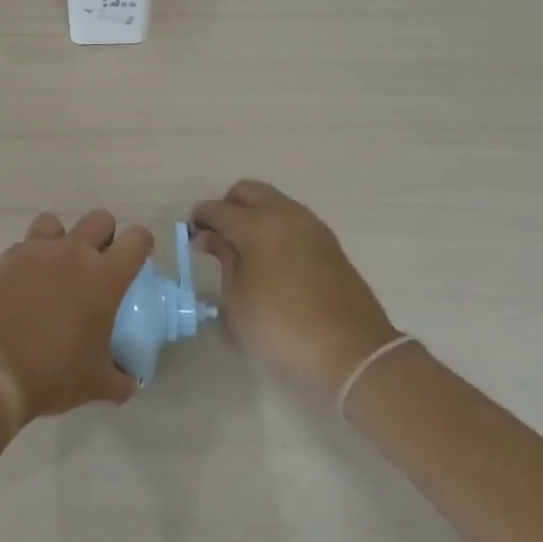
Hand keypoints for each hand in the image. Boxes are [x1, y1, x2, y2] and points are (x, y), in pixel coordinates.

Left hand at [0, 210, 149, 422]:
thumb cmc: (54, 374)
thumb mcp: (98, 383)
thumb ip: (120, 378)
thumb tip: (128, 381)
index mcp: (105, 276)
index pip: (137, 239)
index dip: (140, 246)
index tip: (134, 265)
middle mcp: (73, 253)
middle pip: (100, 219)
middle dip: (104, 238)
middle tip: (97, 269)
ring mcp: (37, 251)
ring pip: (57, 223)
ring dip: (62, 239)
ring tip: (57, 269)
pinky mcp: (8, 259)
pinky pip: (26, 244)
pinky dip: (31, 257)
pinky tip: (27, 284)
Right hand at [191, 180, 399, 393]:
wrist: (351, 350)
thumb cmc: (282, 327)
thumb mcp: (238, 298)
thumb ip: (224, 258)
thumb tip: (212, 236)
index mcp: (258, 225)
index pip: (218, 209)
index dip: (200, 218)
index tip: (191, 235)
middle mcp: (285, 215)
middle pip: (248, 191)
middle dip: (227, 205)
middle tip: (218, 235)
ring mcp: (311, 226)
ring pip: (273, 201)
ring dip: (254, 213)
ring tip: (243, 248)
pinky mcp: (329, 242)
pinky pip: (292, 218)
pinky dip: (275, 225)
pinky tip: (270, 256)